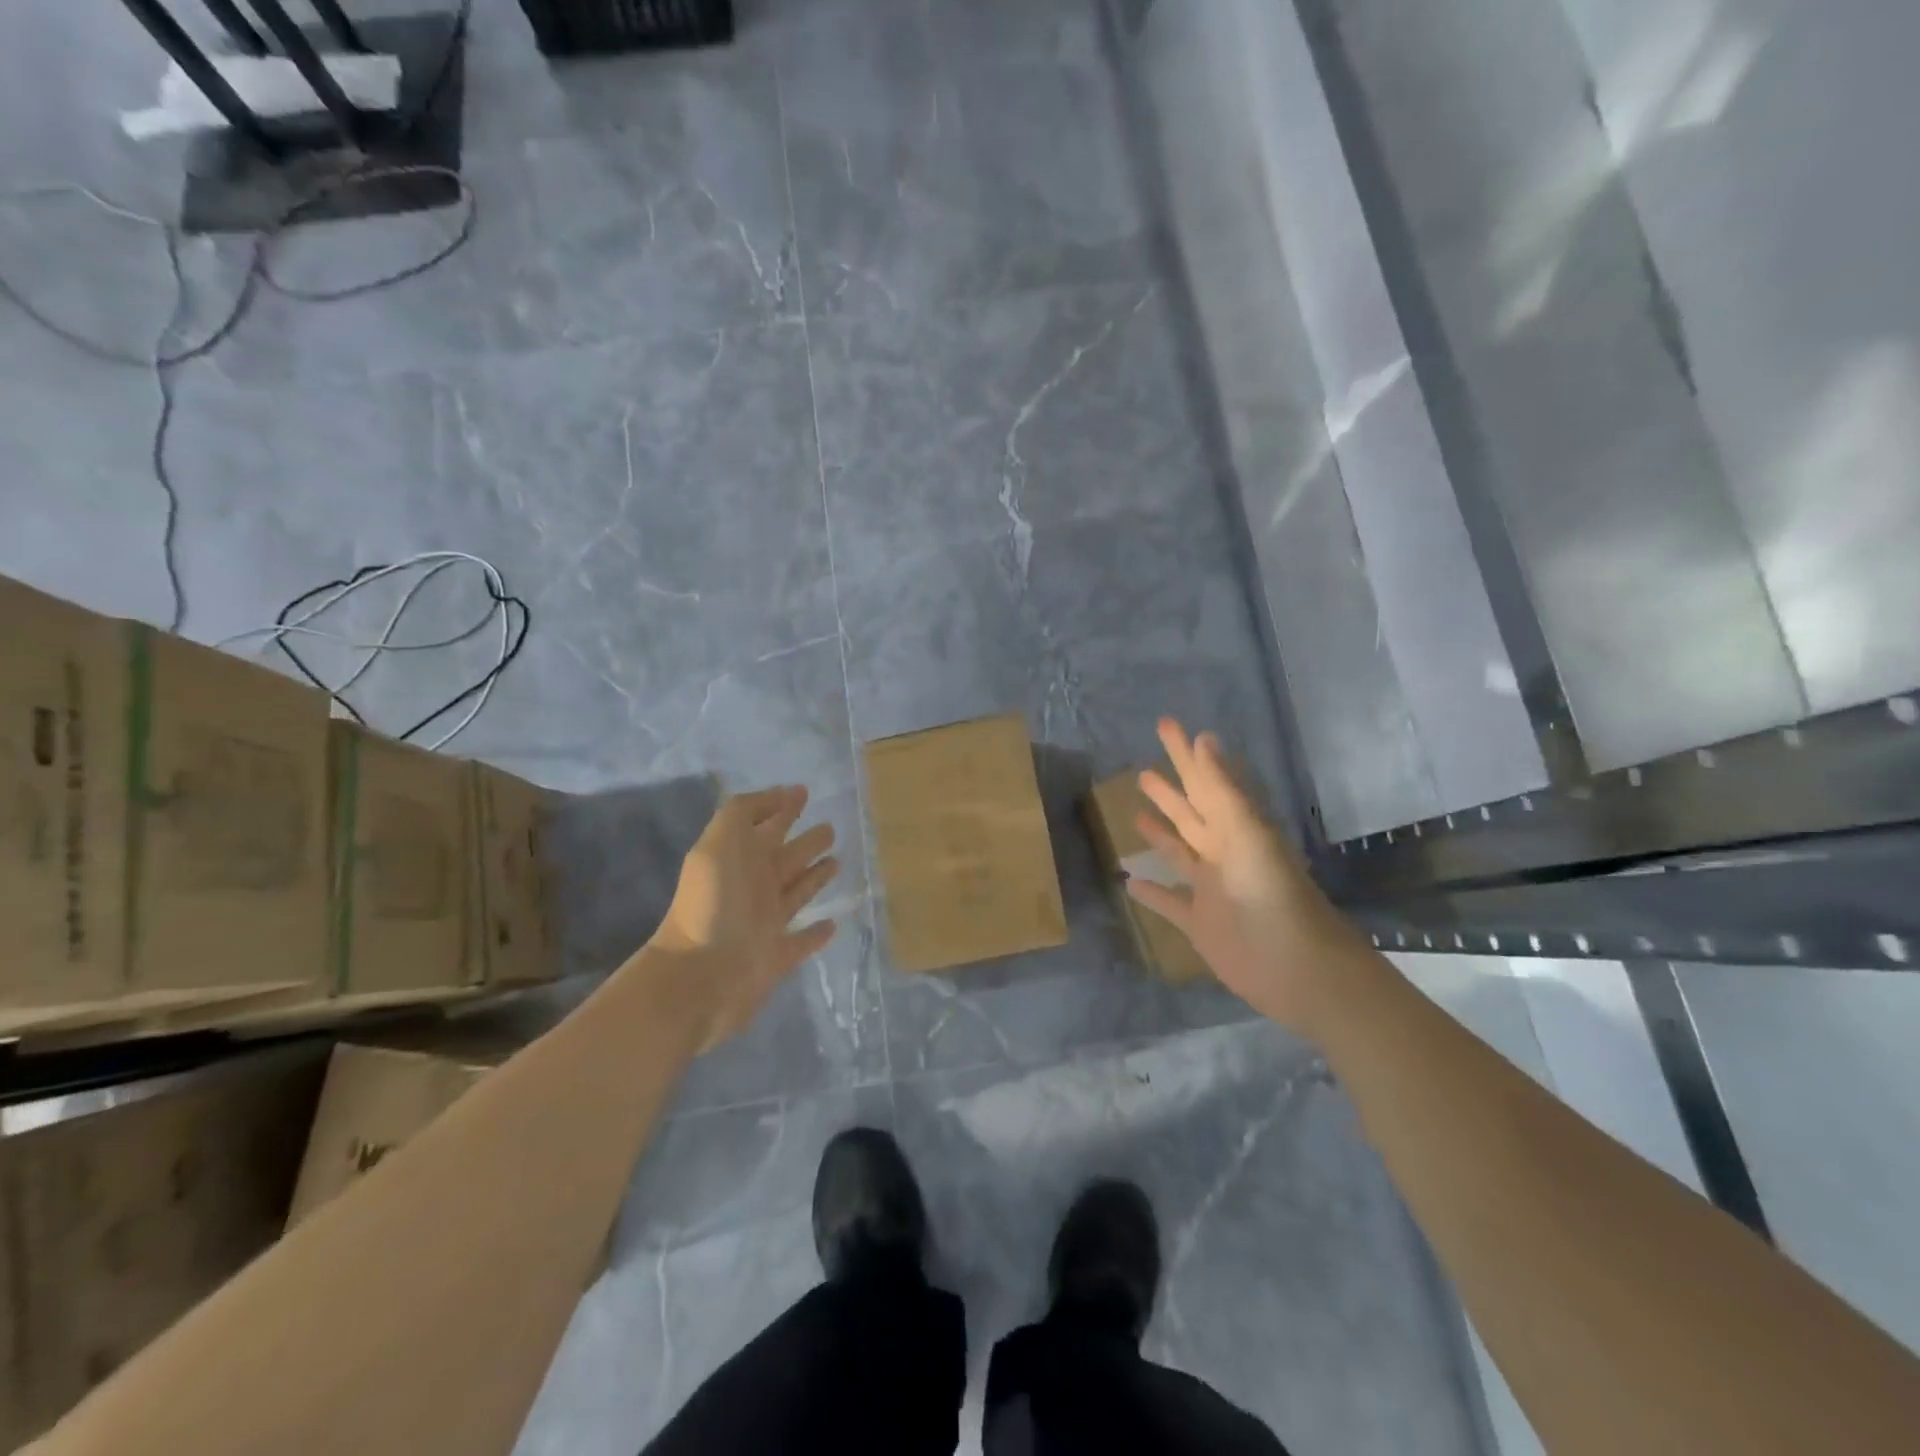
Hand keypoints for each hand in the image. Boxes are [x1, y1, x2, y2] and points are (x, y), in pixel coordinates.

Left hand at [649, 786, 839, 1052]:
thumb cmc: (712, 905)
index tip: (803, 791)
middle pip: (786, 857)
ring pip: (797, 892)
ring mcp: (766, 922)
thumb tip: (780, 795)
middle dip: (806, 842)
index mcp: (740, 858)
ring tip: (837, 862)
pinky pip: (802, 941)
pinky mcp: (778, 956)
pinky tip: (832, 923)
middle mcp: (755, 886)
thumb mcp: (718, 844)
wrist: (700, 978)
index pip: (766, 825)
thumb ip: (742, 814)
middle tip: (830, 828)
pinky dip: (817, 933)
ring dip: (815, 877)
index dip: (782, 806)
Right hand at [1127, 719, 1362, 1036]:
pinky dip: (1152, 893)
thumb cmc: (1272, 894)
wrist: (1296, 967)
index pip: (1205, 780)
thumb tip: (1202, 739)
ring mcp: (1210, 888)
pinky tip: (1129, 881)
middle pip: (1190, 813)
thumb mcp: (1248, 833)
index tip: (1169, 726)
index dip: (1187, 754)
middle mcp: (1222, 853)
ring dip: (1159, 833)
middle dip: (1168, 789)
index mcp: (1237, 827)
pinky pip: (1170, 902)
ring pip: (1178, 853)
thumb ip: (1223, 789)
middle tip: (1141, 768)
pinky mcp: (1199, 923)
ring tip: (1134, 812)